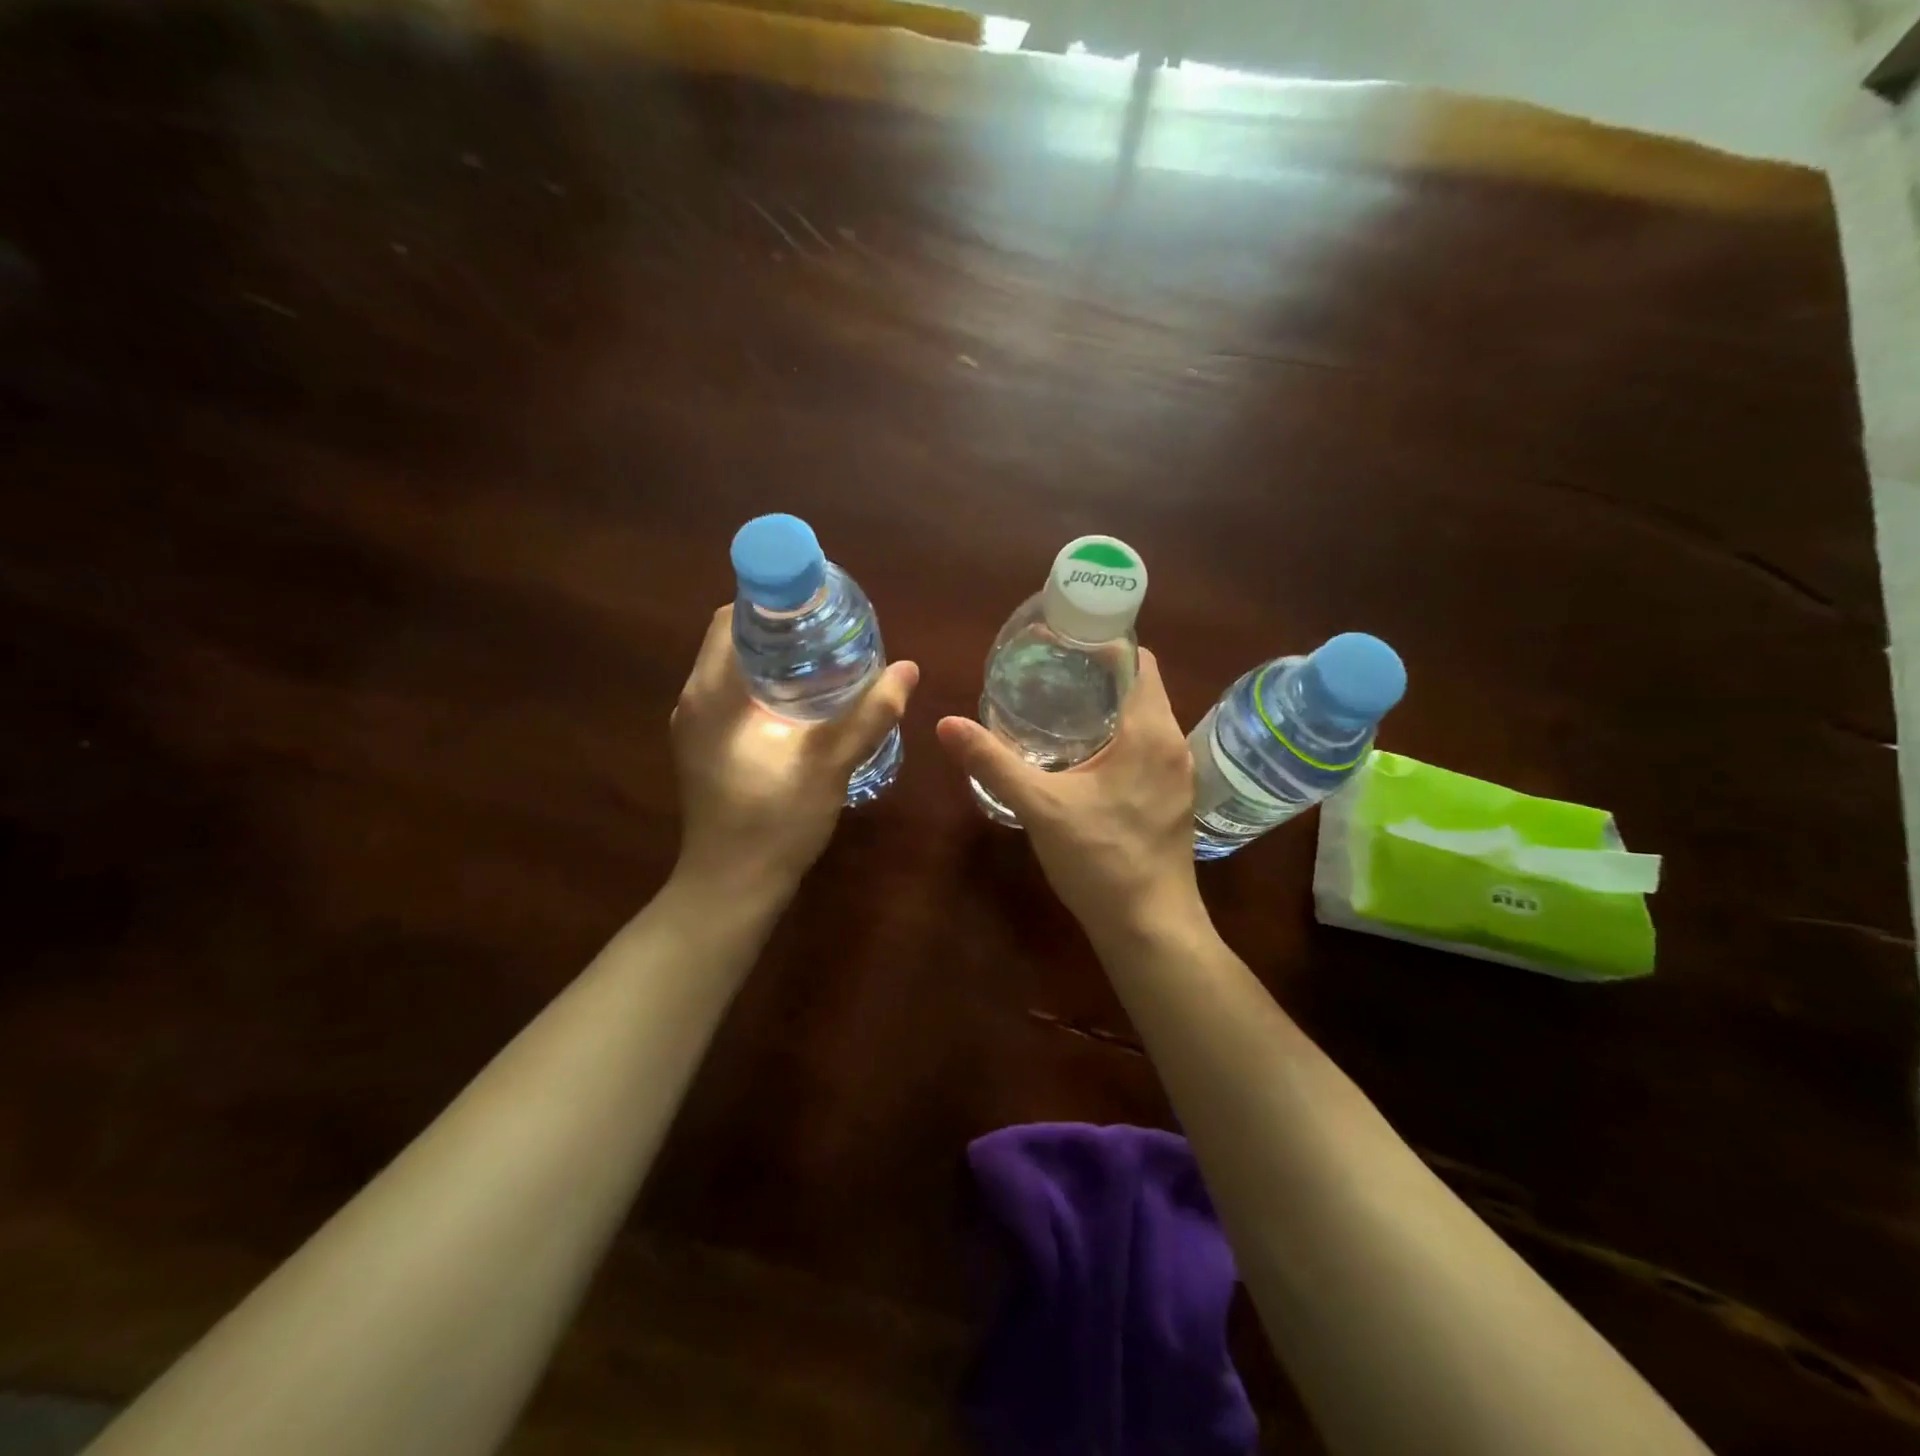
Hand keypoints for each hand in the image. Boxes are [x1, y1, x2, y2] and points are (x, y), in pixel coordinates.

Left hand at [672, 605, 917, 899]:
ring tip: (828, 658)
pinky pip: (734, 697)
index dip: (774, 599)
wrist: (732, 889)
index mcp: (713, 694)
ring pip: (734, 670)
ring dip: (775, 658)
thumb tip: (908, 668)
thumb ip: (869, 716)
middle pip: (735, 640)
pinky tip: (807, 703)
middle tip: (835, 629)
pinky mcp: (706, 749)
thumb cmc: (774, 824)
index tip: (819, 601)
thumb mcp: (828, 765)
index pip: (733, 619)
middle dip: (782, 628)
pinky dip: (767, 686)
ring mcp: (697, 728)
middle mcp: (695, 701)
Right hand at [936, 648, 1202, 944]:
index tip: (1062, 640)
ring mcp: (1177, 773)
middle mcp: (1173, 743)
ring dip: (1109, 705)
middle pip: (1141, 686)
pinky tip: (1083, 754)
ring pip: (1145, 718)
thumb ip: (993, 762)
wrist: (1150, 927)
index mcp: (1149, 731)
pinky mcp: (1172, 797)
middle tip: (1049, 671)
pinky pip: (1147, 746)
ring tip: (1060, 704)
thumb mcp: (1040, 807)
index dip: (1104, 643)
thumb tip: (947, 724)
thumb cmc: (1100, 860)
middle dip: (1098, 673)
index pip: (1138, 660)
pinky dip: (1119, 735)